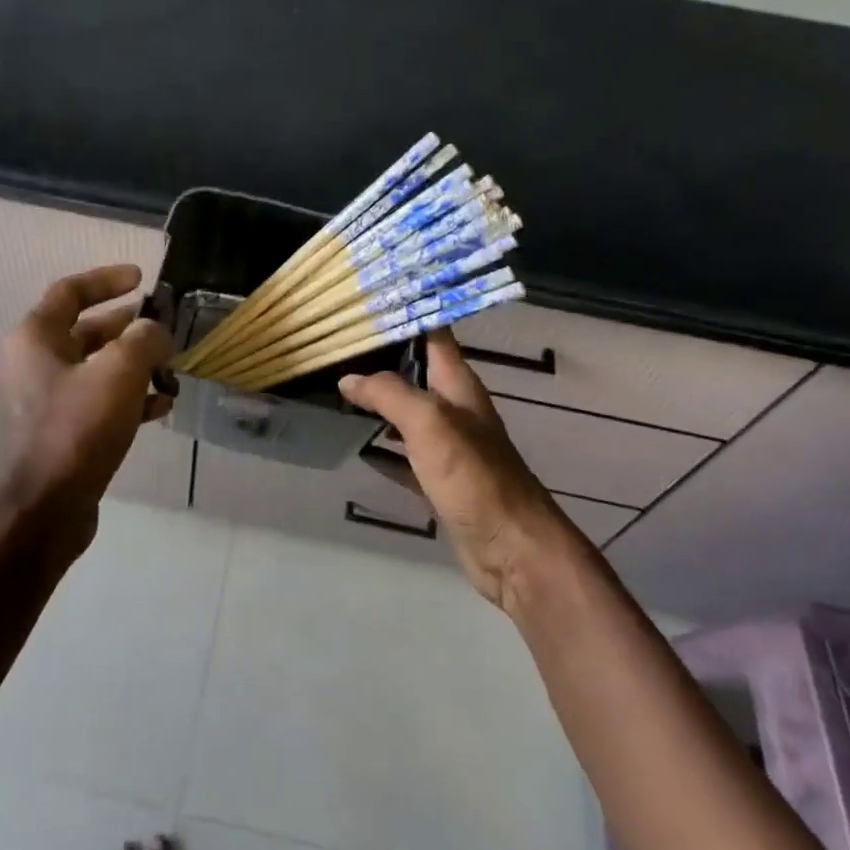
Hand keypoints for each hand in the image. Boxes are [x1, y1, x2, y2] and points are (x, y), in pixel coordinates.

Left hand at [0, 264, 173, 543]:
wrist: (42, 512)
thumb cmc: (75, 430)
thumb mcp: (118, 373)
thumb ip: (144, 339)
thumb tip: (156, 331)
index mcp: (35, 338)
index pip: (70, 291)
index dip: (107, 280)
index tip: (142, 279)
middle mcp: (34, 364)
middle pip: (87, 330)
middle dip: (129, 327)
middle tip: (165, 328)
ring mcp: (45, 400)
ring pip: (97, 367)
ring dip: (134, 364)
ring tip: (170, 369)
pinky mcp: (60, 432)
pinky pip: (98, 401)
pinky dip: (129, 397)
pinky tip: (161, 405)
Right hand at [340, 331, 570, 608]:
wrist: (511, 550)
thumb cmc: (474, 476)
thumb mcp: (430, 423)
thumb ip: (388, 394)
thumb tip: (349, 378)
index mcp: (458, 385)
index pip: (434, 334)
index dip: (408, 313)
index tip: (369, 299)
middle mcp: (455, 409)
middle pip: (416, 371)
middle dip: (382, 357)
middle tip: (338, 344)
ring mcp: (448, 447)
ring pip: (406, 413)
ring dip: (378, 400)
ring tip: (337, 386)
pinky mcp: (440, 481)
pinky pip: (403, 455)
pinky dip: (381, 448)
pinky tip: (355, 445)